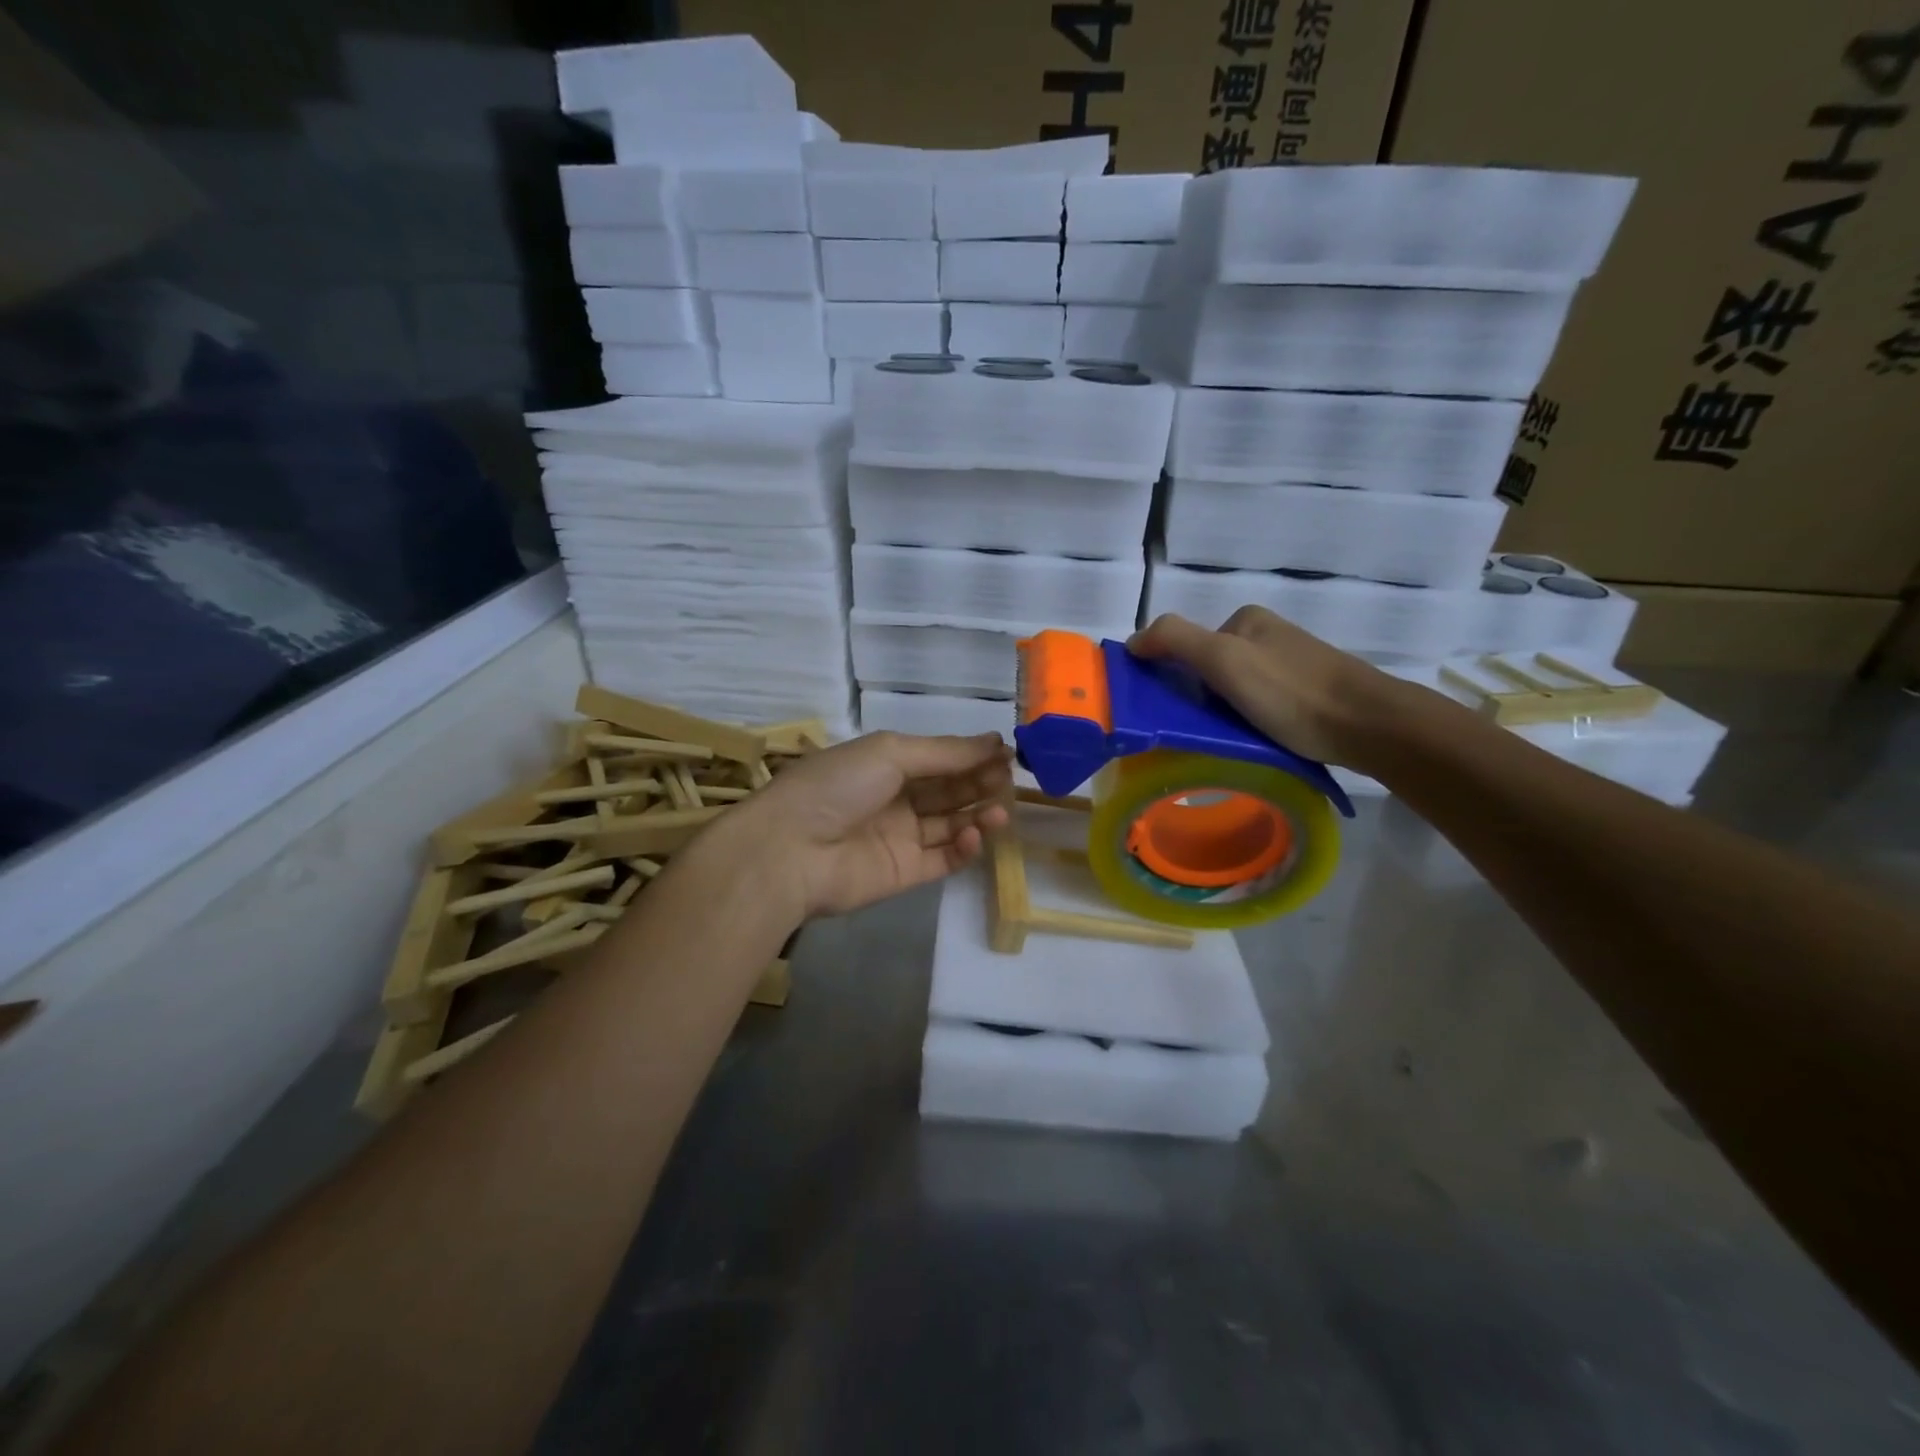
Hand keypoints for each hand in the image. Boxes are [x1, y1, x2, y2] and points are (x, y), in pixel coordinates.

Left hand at [719, 731, 1013, 919]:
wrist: (791, 850)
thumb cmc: (838, 786)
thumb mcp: (891, 753)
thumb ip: (945, 752)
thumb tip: (995, 742)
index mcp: (885, 764)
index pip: (938, 758)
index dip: (971, 755)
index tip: (1007, 753)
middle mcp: (895, 799)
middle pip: (948, 790)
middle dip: (979, 782)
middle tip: (1009, 780)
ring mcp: (900, 837)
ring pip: (950, 824)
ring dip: (978, 815)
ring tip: (1000, 811)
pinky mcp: (904, 873)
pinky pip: (942, 859)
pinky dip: (963, 848)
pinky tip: (974, 835)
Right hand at [1128, 607, 1403, 768]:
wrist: (1368, 726)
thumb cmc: (1291, 691)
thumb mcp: (1224, 659)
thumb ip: (1174, 641)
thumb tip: (1132, 641)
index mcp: (1246, 621)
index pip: (1187, 644)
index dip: (1171, 675)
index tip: (1168, 710)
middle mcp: (1267, 637)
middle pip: (1210, 670)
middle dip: (1198, 699)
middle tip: (1195, 731)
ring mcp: (1290, 666)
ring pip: (1234, 692)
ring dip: (1222, 716)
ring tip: (1224, 743)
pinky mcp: (1307, 696)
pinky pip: (1259, 708)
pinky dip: (1247, 724)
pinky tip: (1253, 744)